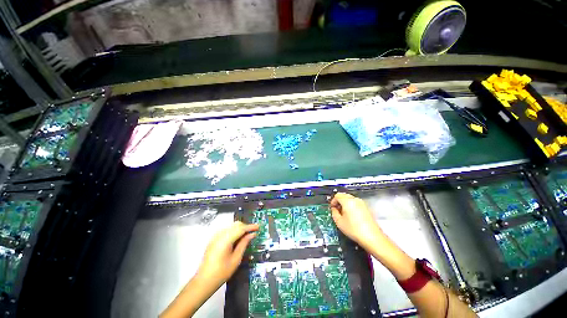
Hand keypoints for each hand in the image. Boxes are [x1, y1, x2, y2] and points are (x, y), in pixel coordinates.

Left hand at [196, 221, 258, 286]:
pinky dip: (234, 231)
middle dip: (245, 227)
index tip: (258, 227)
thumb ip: (244, 244)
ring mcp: (216, 236)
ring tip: (246, 236)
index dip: (250, 227)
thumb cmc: (221, 273)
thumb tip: (252, 235)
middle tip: (252, 233)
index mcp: (225, 239)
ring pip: (231, 226)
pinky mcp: (214, 239)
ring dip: (240, 229)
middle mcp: (220, 235)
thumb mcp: (236, 259)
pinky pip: (226, 230)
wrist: (204, 281)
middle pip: (236, 225)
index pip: (241, 228)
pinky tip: (237, 239)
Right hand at [330, 193, 382, 248]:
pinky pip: (356, 203)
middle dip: (339, 201)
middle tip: (337, 210)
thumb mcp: (339, 222)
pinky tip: (351, 216)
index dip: (333, 201)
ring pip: (350, 199)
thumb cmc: (354, 230)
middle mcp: (355, 200)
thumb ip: (334, 212)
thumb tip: (334, 209)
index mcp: (348, 201)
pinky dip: (351, 206)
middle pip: (344, 195)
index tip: (332, 208)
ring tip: (344, 214)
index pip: (337, 195)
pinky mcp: (366, 208)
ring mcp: (362, 203)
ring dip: (345, 204)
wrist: (372, 237)